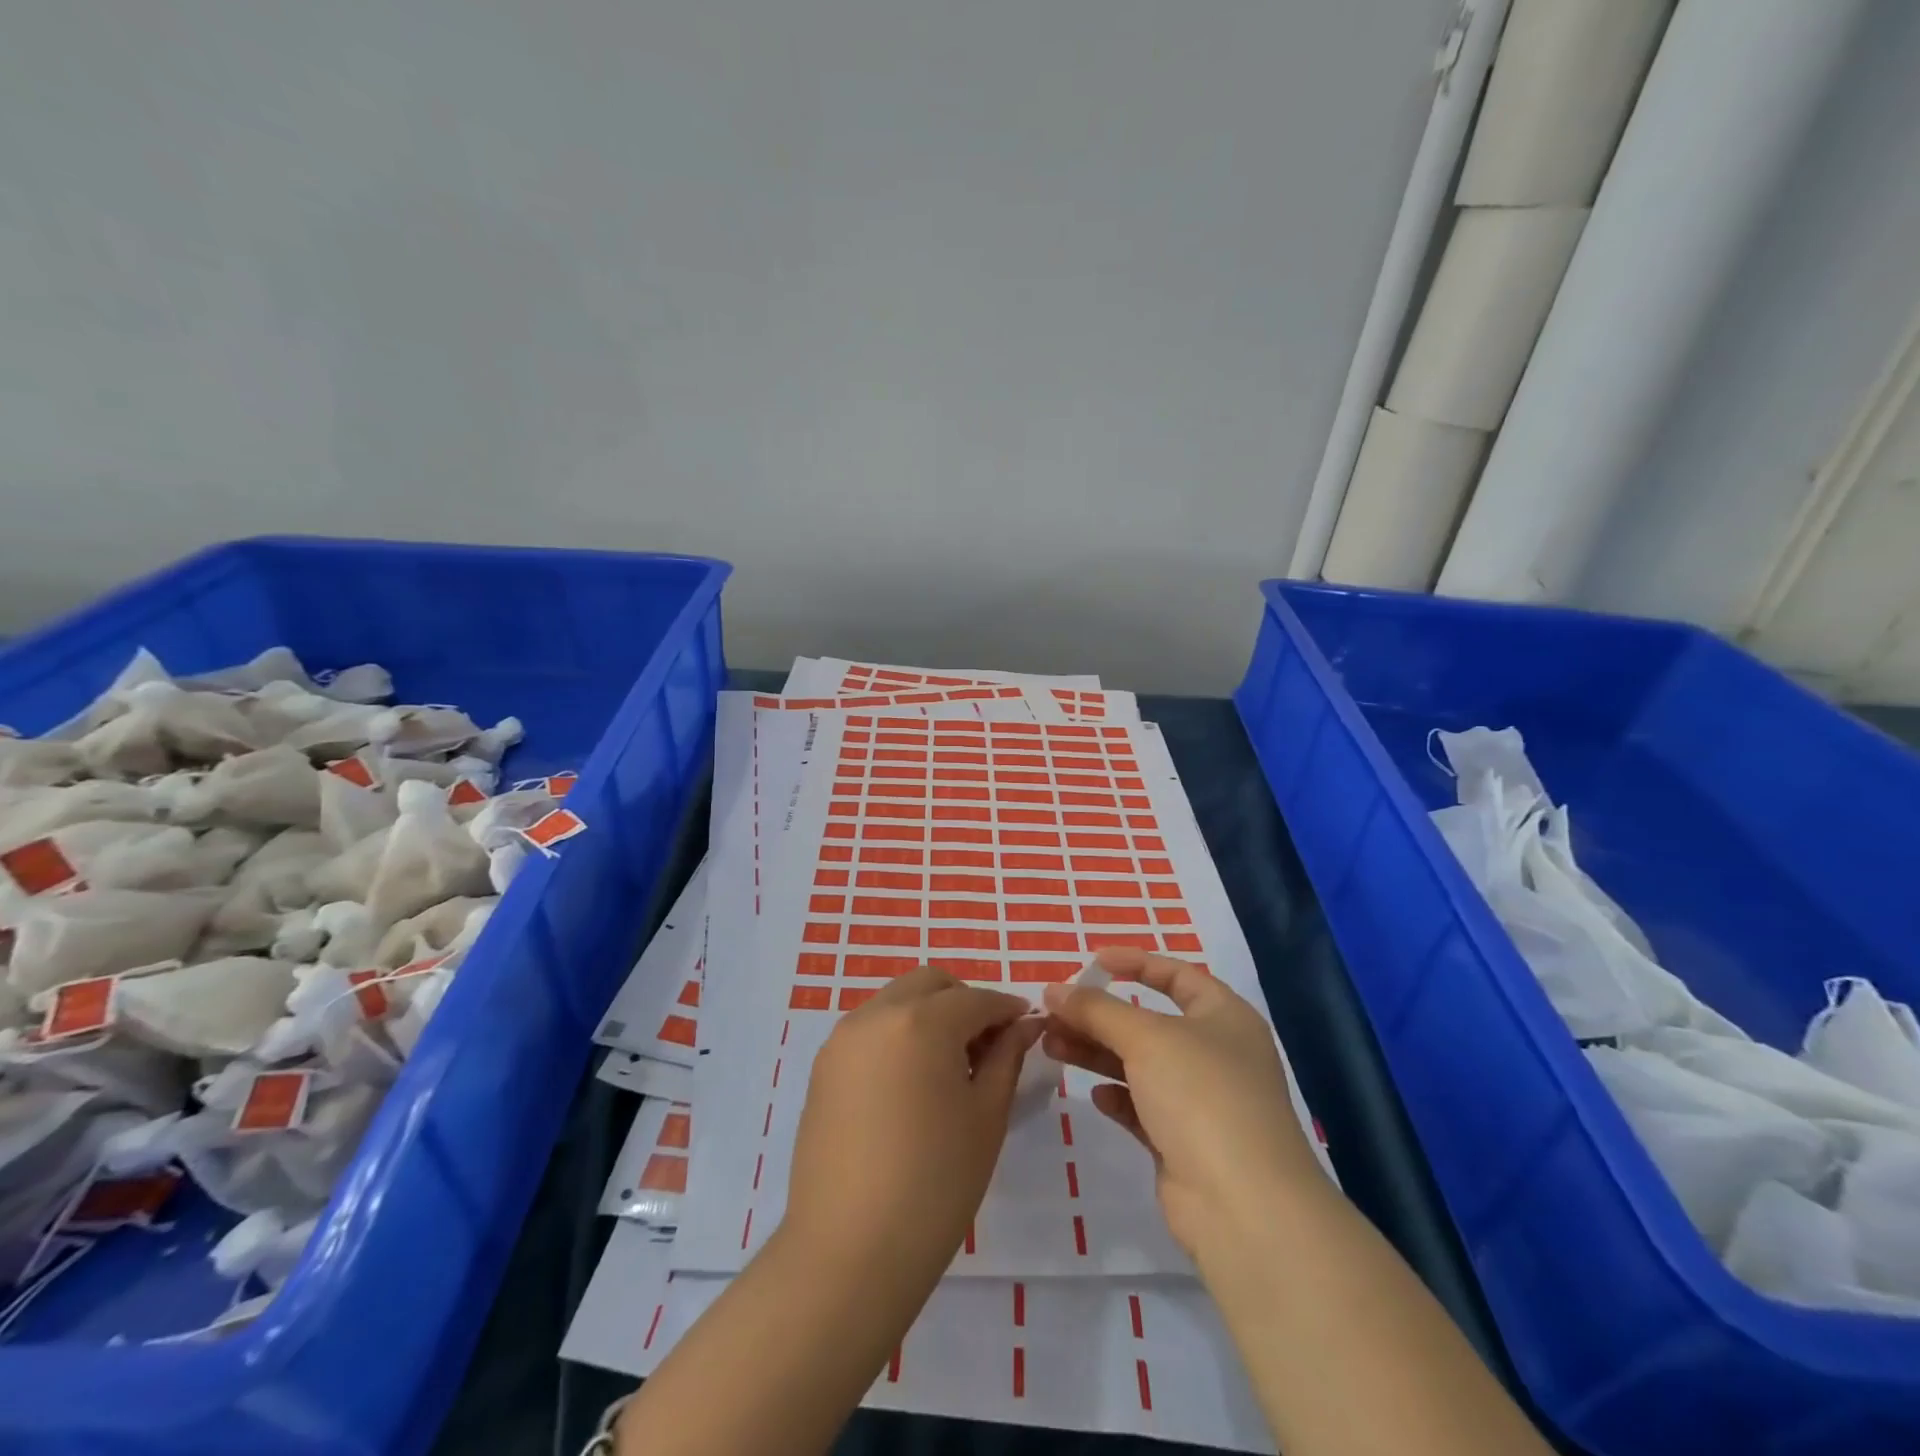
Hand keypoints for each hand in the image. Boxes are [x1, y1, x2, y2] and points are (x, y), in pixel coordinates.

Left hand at [783, 965, 1041, 1282]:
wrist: (849, 1251)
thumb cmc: (935, 1183)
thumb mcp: (986, 1117)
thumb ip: (1006, 1058)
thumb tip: (1023, 1026)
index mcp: (922, 1021)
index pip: (976, 999)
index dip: (1007, 1009)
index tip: (1027, 1027)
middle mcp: (877, 1015)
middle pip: (930, 984)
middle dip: (964, 1001)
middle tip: (988, 1043)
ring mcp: (843, 1039)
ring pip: (896, 1000)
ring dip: (929, 1014)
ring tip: (949, 1065)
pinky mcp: (823, 1067)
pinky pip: (870, 1029)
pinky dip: (898, 1034)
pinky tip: (912, 1081)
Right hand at [1042, 947, 1325, 1261]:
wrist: (1244, 1208)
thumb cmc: (1201, 1096)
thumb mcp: (1145, 1038)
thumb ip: (1096, 1009)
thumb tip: (1053, 989)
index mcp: (1224, 1017)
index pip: (1177, 975)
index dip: (1136, 963)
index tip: (1093, 961)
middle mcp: (1217, 1054)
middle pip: (1149, 1022)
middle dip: (1100, 1015)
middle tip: (1054, 1012)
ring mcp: (1202, 1102)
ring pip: (1140, 1065)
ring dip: (1097, 1053)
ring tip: (1052, 1046)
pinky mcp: (1186, 1144)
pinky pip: (1144, 1108)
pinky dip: (1118, 1097)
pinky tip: (1096, 1096)